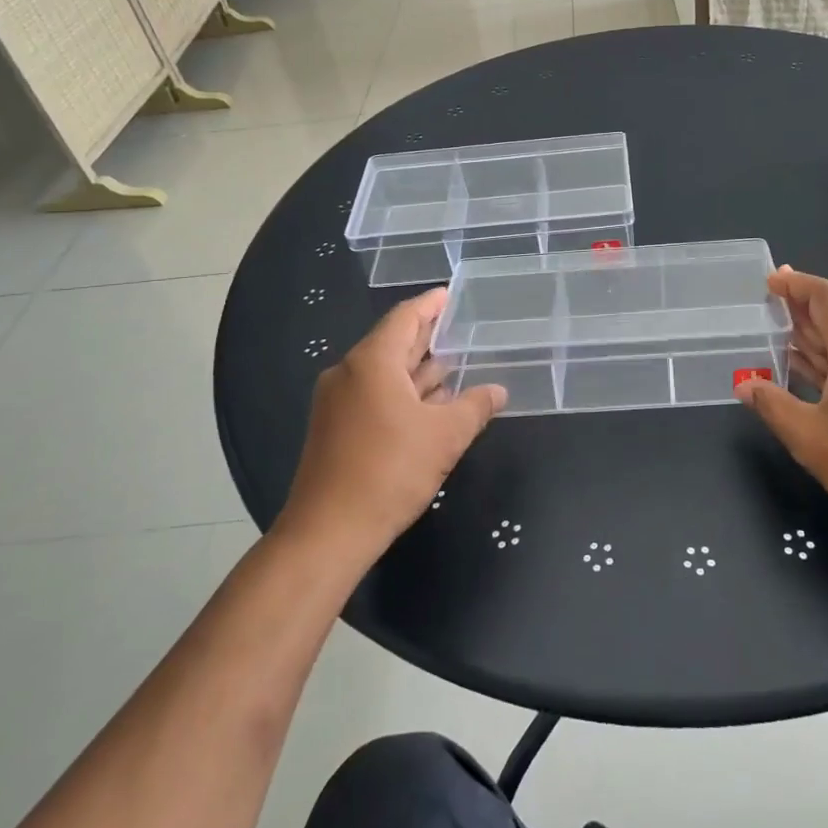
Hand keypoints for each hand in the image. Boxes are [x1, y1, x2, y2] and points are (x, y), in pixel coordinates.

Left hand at [275, 290, 504, 569]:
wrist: (328, 532)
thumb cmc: (390, 472)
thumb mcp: (445, 436)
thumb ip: (475, 407)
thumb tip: (499, 391)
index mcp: (371, 362)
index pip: (404, 318)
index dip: (430, 305)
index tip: (450, 295)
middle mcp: (349, 373)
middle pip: (392, 343)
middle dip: (426, 337)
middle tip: (459, 327)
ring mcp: (338, 402)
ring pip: (384, 373)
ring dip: (417, 370)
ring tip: (453, 364)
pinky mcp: (335, 429)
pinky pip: (374, 396)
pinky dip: (403, 393)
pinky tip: (430, 404)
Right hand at [736, 268, 827, 546]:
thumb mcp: (809, 438)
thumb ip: (772, 404)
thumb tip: (744, 385)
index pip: (825, 297)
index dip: (795, 284)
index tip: (770, 279)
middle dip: (799, 309)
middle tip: (765, 304)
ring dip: (814, 338)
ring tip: (777, 335)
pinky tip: (808, 371)